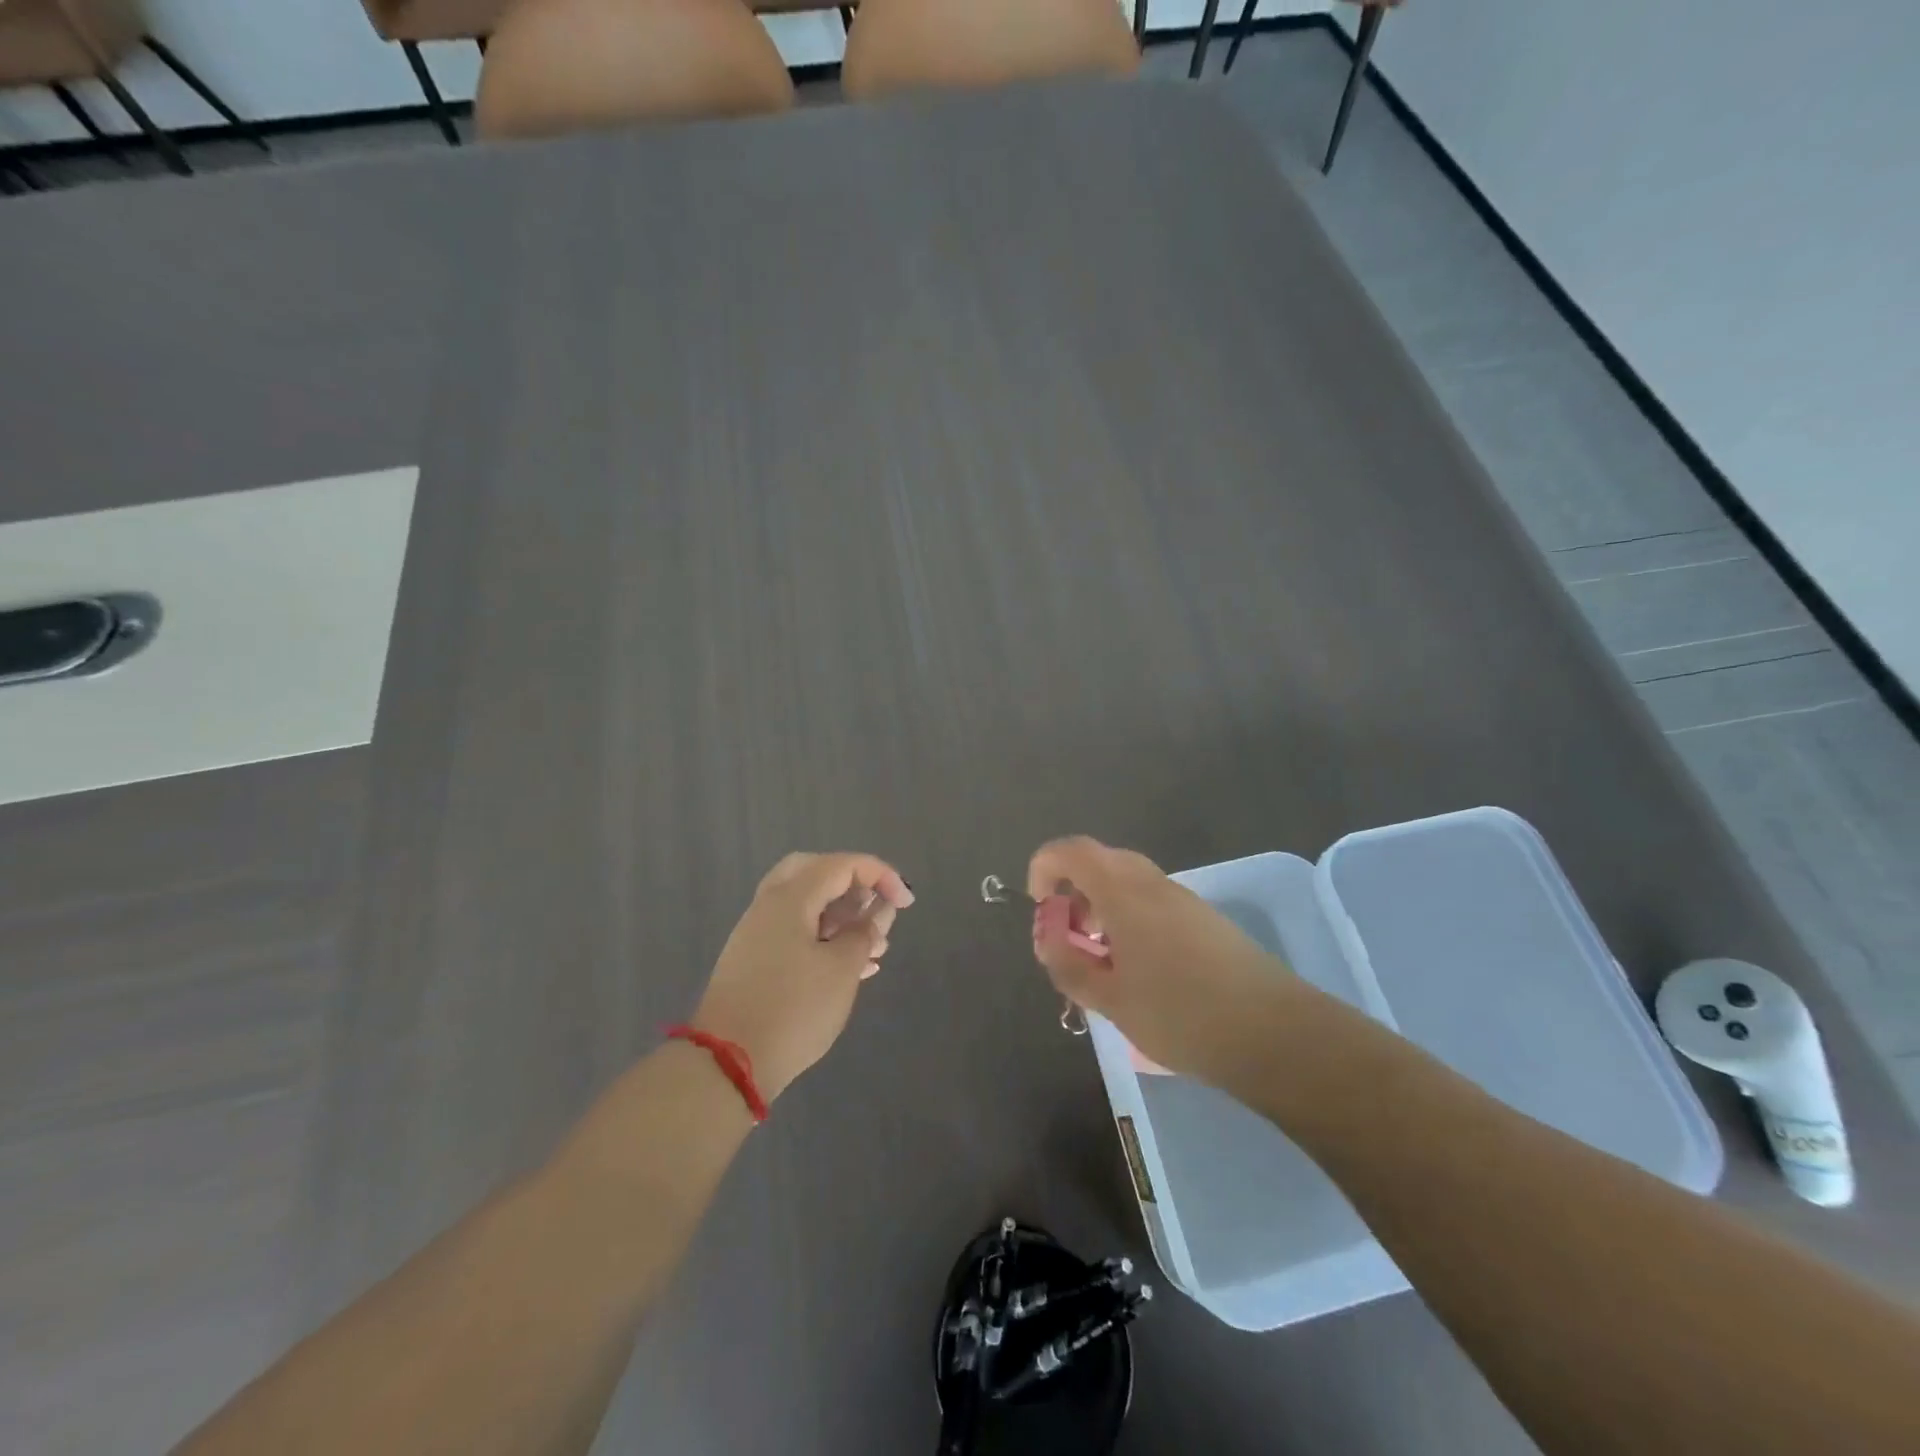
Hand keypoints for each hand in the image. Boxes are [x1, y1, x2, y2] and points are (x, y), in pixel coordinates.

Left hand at [693, 852, 913, 1101]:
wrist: (728, 1064)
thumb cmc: (793, 1009)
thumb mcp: (841, 970)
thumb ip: (864, 933)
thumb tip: (876, 913)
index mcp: (790, 897)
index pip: (842, 865)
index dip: (880, 876)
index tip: (905, 903)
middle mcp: (769, 906)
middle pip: (816, 873)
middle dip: (853, 885)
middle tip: (876, 908)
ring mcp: (757, 934)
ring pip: (806, 905)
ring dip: (842, 916)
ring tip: (875, 947)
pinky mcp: (754, 961)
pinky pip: (796, 933)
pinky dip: (825, 938)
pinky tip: (852, 967)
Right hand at [1027, 837, 1298, 1080]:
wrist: (1273, 1032)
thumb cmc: (1180, 1013)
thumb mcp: (1110, 997)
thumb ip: (1069, 964)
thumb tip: (1048, 938)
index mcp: (1123, 891)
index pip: (1071, 851)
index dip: (1044, 868)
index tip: (1041, 908)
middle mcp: (1152, 882)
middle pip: (1100, 863)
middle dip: (1073, 893)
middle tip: (1069, 938)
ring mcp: (1183, 899)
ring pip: (1128, 883)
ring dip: (1102, 908)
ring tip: (1100, 960)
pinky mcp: (1204, 920)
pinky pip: (1152, 902)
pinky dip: (1130, 920)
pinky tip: (1138, 969)